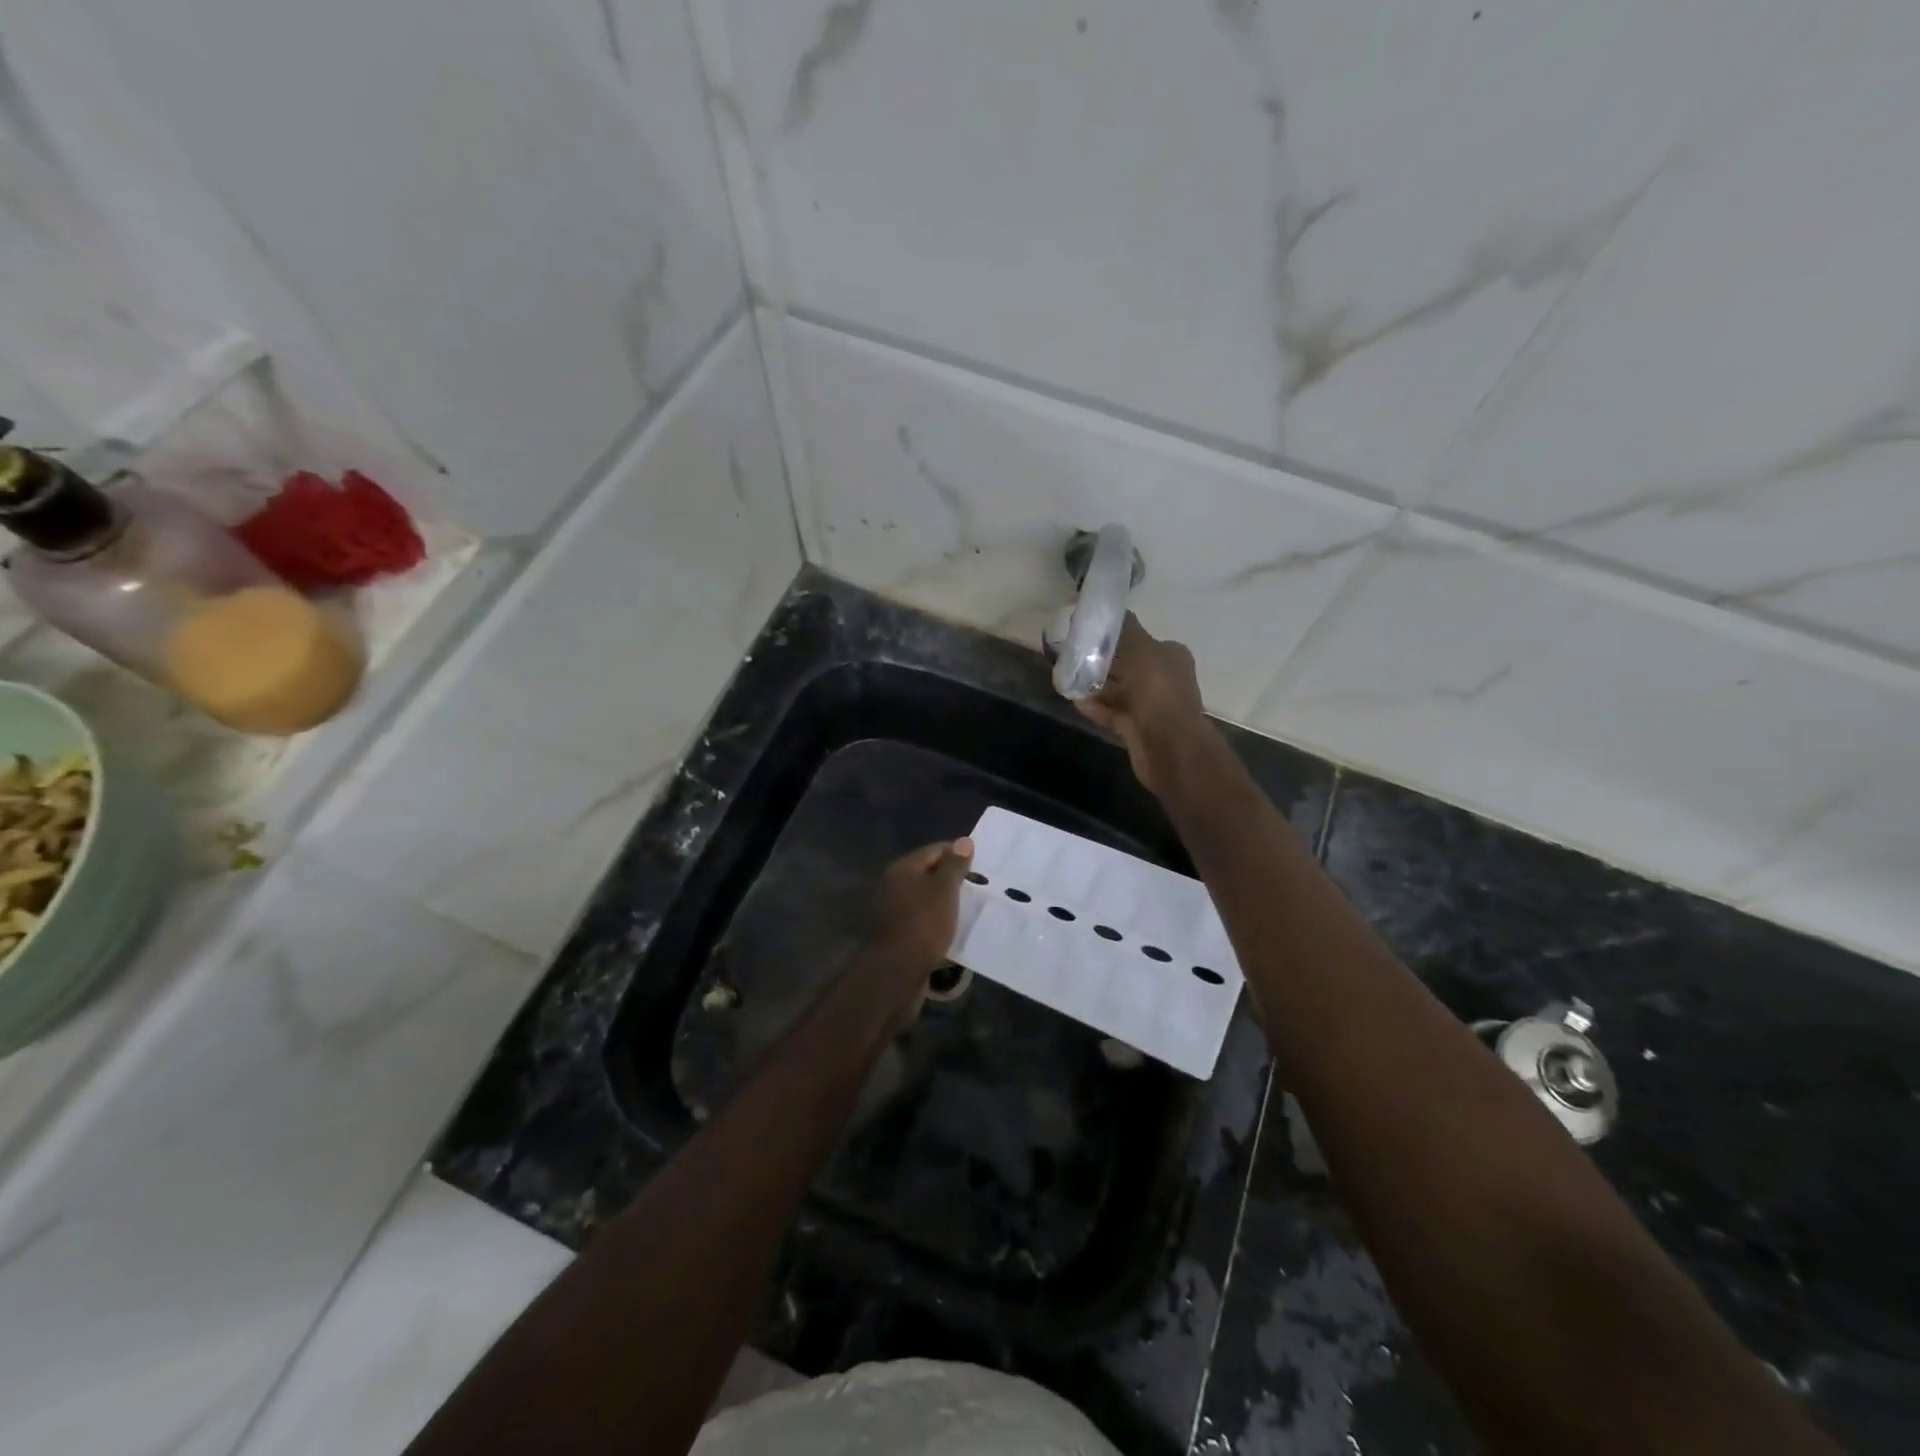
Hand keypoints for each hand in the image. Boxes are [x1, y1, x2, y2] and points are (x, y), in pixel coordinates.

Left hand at [865, 839, 974, 975]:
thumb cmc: (923, 923)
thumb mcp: (944, 890)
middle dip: (953, 879)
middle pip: (929, 874)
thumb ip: (954, 865)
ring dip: (946, 902)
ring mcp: (893, 910)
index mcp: (902, 868)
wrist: (897, 972)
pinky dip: (938, 920)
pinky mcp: (898, 934)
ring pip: (926, 898)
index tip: (982, 866)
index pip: (935, 850)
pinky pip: (923, 919)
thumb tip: (964, 841)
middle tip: (980, 887)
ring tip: (972, 908)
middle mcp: (893, 885)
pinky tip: (955, 928)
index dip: (959, 854)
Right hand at [1074, 614, 1207, 793]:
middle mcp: (1163, 676)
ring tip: (1068, 678)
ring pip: (1116, 689)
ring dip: (1094, 685)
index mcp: (1170, 654)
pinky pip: (1112, 711)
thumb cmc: (1156, 692)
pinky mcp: (1137, 726)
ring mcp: (1150, 704)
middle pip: (1125, 663)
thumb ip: (1124, 629)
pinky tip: (1076, 701)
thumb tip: (1108, 611)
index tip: (1087, 634)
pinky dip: (1096, 706)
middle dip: (1099, 661)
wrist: (1168, 746)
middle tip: (1072, 656)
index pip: (1138, 636)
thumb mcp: (1141, 649)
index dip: (1113, 634)